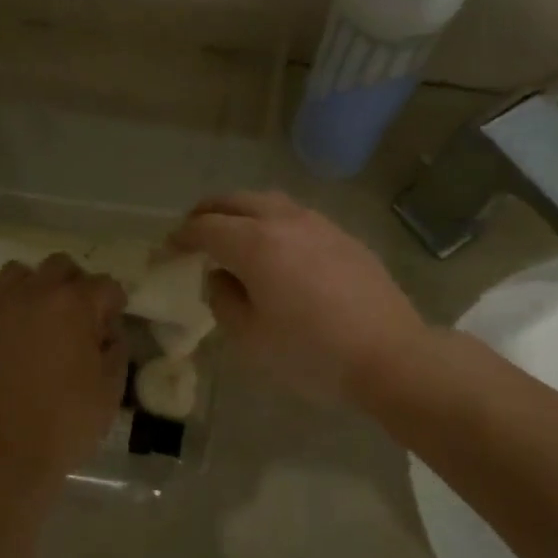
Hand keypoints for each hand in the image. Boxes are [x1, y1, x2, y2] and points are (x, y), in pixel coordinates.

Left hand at [0, 256, 128, 481]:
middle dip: (75, 284)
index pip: (105, 285)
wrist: (8, 451)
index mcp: (75, 304)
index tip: (112, 324)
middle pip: (60, 265)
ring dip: (32, 287)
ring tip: (36, 316)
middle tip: (77, 317)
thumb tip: (108, 331)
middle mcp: (35, 292)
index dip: (114, 303)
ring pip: (17, 272)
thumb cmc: (68, 421)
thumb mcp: (111, 388)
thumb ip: (116, 349)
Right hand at [171, 191, 427, 400]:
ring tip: (232, 232)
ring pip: (269, 202)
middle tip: (193, 229)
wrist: (389, 356)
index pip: (206, 228)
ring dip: (242, 211)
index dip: (181, 236)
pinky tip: (276, 247)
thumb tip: (221, 278)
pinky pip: (296, 216)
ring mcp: (319, 225)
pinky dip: (272, 221)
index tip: (168, 249)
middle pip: (236, 201)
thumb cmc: (310, 353)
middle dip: (208, 212)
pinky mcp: (344, 237)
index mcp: (255, 244)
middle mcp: (285, 222)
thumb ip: (224, 300)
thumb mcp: (250, 337)